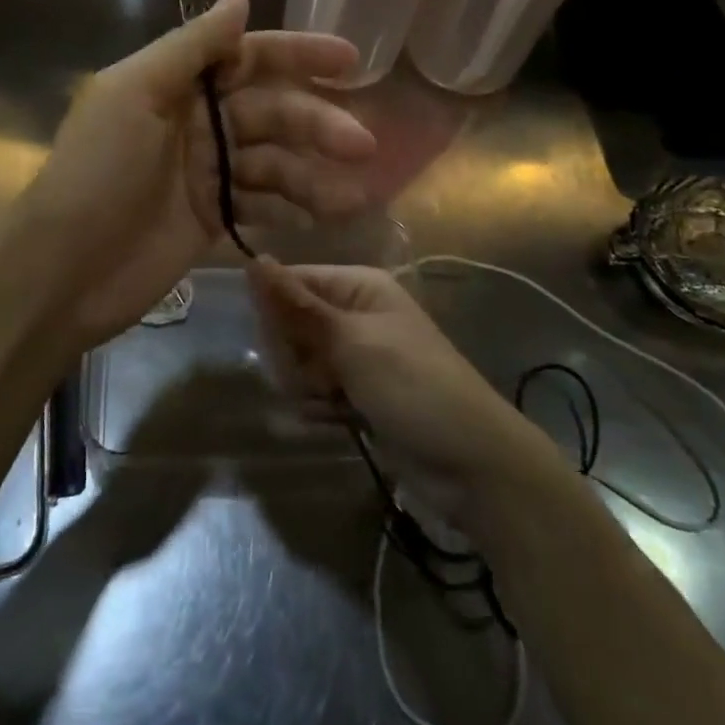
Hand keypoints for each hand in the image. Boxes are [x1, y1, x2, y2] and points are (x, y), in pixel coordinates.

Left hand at [14, 0, 374, 347]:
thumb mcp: (136, 93)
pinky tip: (318, 219)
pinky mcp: (209, 220)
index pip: (248, 58)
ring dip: (312, 174)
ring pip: (272, 163)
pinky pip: (259, 205)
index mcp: (176, 85)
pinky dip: (289, 210)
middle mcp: (195, 122)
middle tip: (361, 145)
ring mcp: (204, 174)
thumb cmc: (98, 171)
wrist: (63, 270)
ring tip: (351, 196)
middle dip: (316, 124)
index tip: (349, 61)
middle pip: (270, 112)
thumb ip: (191, 46)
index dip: (297, 56)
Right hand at [248, 260, 560, 505]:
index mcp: (358, 287)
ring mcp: (356, 356)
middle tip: (318, 377)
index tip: (280, 344)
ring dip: (306, 386)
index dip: (277, 311)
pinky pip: (316, 391)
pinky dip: (319, 407)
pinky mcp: (357, 394)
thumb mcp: (351, 342)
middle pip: (292, 324)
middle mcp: (354, 314)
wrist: (471, 464)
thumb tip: (253, 260)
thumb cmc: (412, 386)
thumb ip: (297, 305)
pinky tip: (336, 421)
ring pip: (300, 362)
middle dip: (294, 356)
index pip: (293, 282)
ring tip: (333, 402)